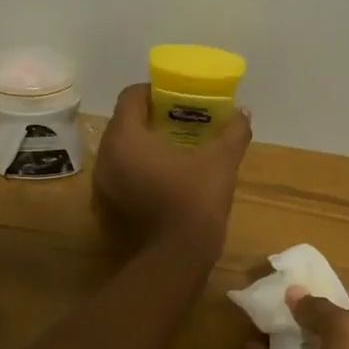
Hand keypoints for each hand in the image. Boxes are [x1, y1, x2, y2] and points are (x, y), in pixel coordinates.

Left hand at [94, 83, 251, 256]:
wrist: (179, 256)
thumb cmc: (196, 199)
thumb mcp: (221, 161)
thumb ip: (233, 132)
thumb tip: (244, 112)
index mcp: (126, 137)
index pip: (131, 97)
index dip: (154, 91)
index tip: (177, 97)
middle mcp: (106, 156)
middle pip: (125, 122)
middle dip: (151, 117)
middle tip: (180, 119)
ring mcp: (104, 183)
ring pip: (122, 148)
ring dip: (144, 142)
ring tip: (175, 145)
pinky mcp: (110, 204)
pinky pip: (122, 171)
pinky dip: (140, 165)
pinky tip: (166, 172)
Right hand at [248, 288, 348, 348]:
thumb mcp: (346, 328)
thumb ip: (318, 308)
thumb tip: (293, 292)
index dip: (323, 291)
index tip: (293, 280)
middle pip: (324, 328)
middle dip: (297, 313)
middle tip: (267, 295)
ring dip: (282, 335)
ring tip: (254, 314)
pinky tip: (249, 345)